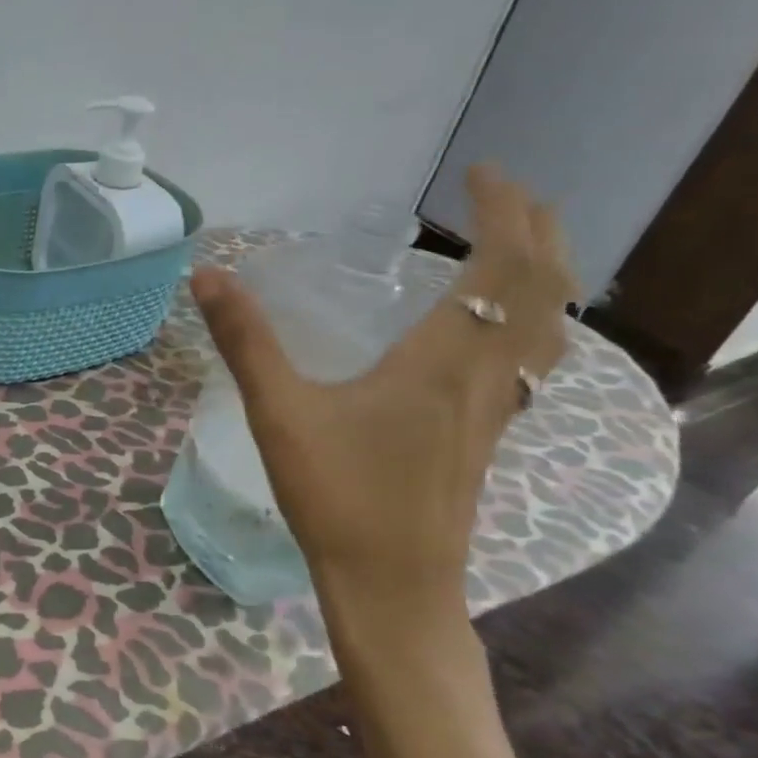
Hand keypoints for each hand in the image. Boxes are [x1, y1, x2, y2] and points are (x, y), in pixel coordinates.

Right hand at [191, 166, 575, 650]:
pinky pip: (531, 361)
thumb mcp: (280, 411)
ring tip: (516, 248)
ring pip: (549, 329)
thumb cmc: (338, 495)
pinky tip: (495, 335)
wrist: (392, 585)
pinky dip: (531, 322)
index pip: (503, 265)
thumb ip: (245, 341)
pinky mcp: (484, 436)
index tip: (480, 172)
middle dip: (537, 230)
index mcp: (446, 359)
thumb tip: (208, 274)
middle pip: (547, 289)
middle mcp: (487, 377)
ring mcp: (495, 411)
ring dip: (545, 275)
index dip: (502, 210)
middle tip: (504, 195)